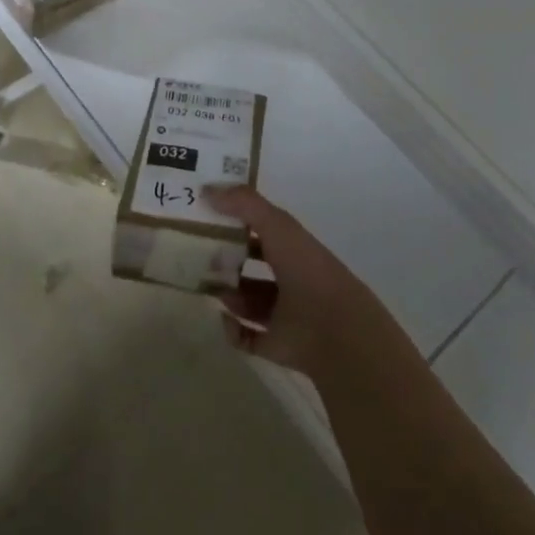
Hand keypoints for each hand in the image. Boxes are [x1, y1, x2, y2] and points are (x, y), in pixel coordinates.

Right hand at [205, 185, 403, 381]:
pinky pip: (247, 337)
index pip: (263, 229)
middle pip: (254, 265)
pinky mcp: (276, 345)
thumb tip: (206, 189)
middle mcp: (290, 278)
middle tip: (199, 254)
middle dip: (228, 259)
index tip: (208, 216)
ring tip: (205, 286)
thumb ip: (245, 204)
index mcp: (294, 248)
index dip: (239, 220)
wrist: (335, 331)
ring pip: (249, 301)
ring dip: (227, 293)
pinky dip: (232, 330)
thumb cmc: (307, 270)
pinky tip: (222, 318)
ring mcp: (284, 313)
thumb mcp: (277, 226)